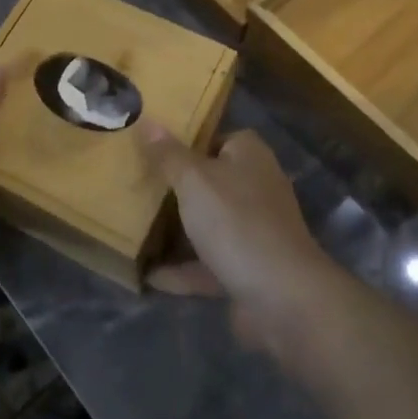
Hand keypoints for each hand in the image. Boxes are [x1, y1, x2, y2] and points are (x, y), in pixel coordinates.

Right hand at [139, 124, 343, 358]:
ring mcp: (253, 230)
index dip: (186, 142)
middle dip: (176, 188)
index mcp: (249, 155)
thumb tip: (147, 120)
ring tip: (135, 229)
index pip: (217, 137)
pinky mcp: (247, 268)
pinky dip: (182, 270)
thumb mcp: (194, 180)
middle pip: (210, 181)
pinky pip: (208, 263)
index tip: (152, 150)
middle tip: (136, 187)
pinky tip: (150, 276)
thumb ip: (168, 154)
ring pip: (208, 223)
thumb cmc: (236, 222)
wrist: (283, 298)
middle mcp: (256, 187)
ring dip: (177, 230)